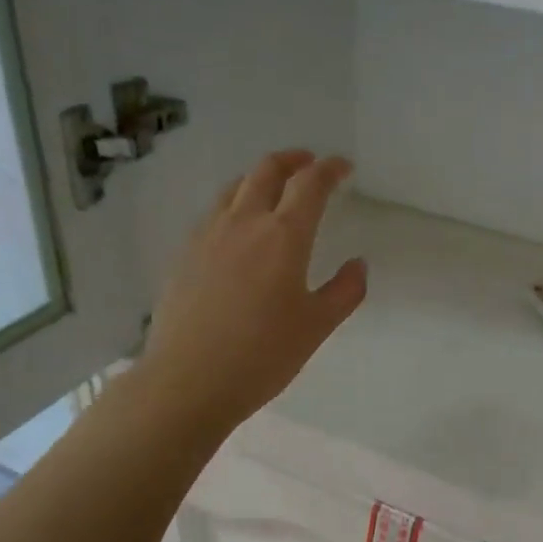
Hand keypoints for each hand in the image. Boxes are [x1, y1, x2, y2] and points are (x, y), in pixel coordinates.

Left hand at [136, 150, 366, 438]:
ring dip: (260, 177)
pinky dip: (235, 203)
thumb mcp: (317, 326)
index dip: (330, 169)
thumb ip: (345, 290)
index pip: (310, 184)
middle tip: (310, 164)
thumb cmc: (263, 354)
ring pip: (234, 187)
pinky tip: (239, 228)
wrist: (188, 381)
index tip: (344, 167)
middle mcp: (243, 222)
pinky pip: (214, 212)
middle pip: (267, 171)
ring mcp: (208, 235)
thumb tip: (358, 265)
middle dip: (293, 160)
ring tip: (274, 189)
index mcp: (283, 236)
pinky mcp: (184, 253)